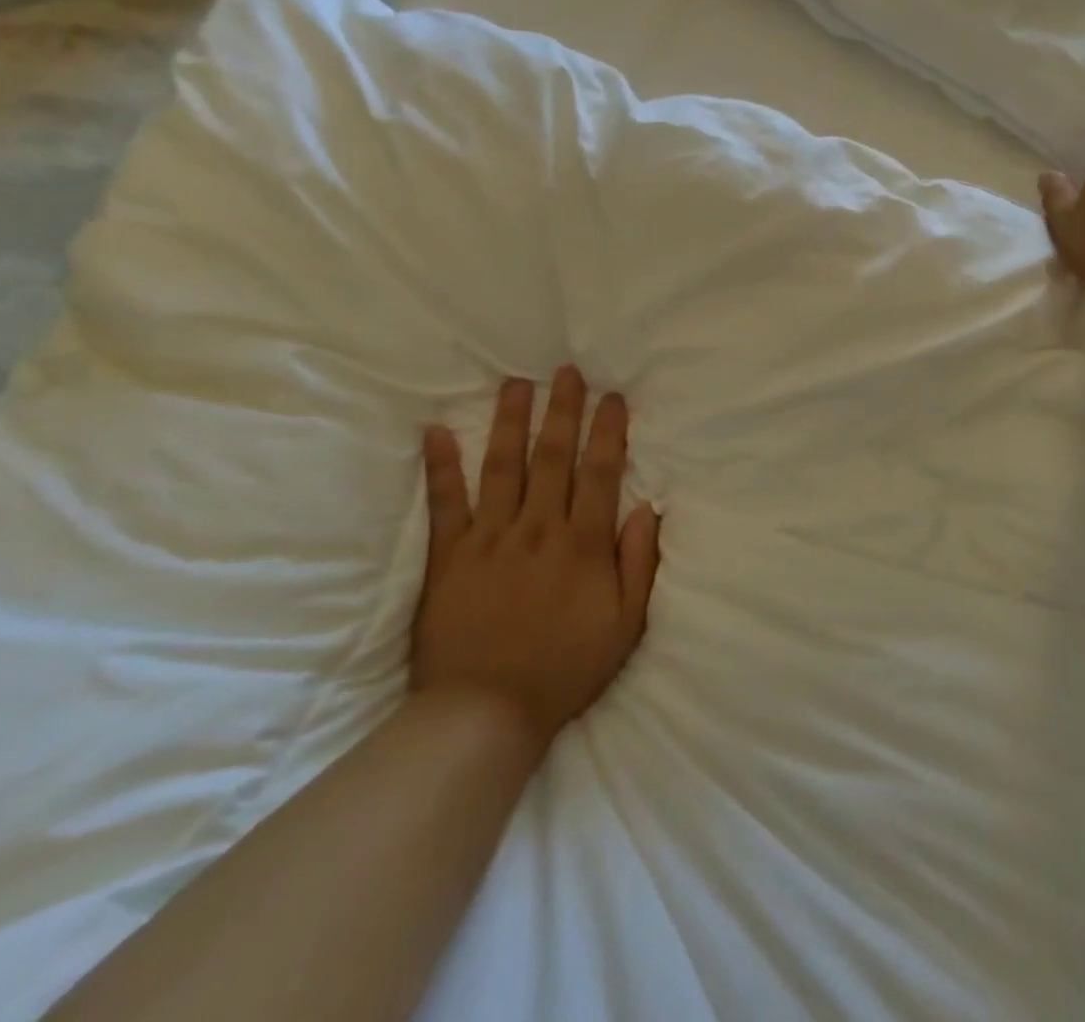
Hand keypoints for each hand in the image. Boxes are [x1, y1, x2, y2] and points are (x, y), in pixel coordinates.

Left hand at [414, 367, 660, 744]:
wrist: (485, 713)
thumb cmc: (564, 669)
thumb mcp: (626, 625)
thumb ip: (639, 564)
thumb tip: (648, 510)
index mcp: (582, 544)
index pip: (600, 472)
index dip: (608, 431)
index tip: (612, 398)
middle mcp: (538, 528)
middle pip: (553, 456)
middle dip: (563, 410)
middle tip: (566, 372)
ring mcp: (490, 538)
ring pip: (503, 466)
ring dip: (510, 421)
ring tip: (516, 384)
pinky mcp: (449, 556)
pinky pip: (445, 503)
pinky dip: (441, 466)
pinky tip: (436, 432)